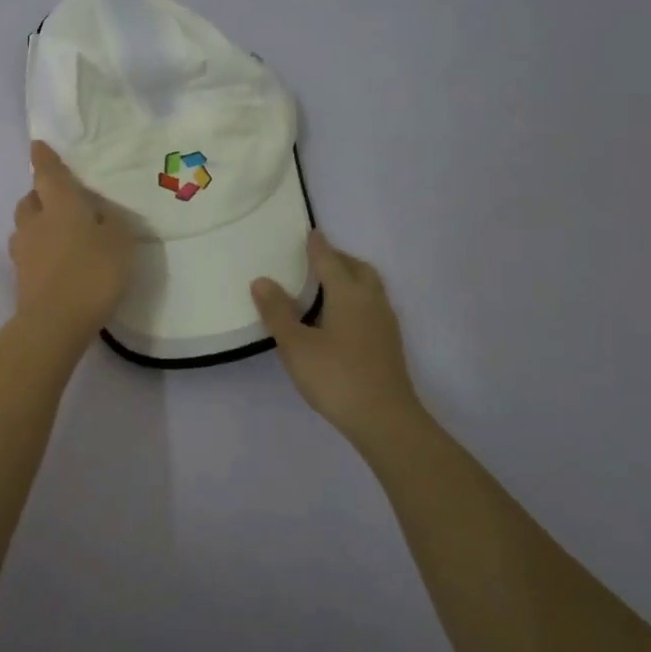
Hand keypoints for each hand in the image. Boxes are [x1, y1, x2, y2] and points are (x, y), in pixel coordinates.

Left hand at [9, 141, 134, 337]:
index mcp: (59, 204)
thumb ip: (110, 221)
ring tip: (57, 233)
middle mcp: (35, 222)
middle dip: (40, 195)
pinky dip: (39, 251)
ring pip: (25, 227)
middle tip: (59, 200)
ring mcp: (23, 251)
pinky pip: (28, 253)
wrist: (55, 322)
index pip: (47, 173)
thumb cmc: (92, 272)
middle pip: (30, 199)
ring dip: (37, 224)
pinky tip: (56, 262)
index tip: (37, 145)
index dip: (44, 158)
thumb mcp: (119, 242)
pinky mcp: (21, 277)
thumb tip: (99, 213)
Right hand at [251, 231, 428, 450]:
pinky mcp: (389, 343)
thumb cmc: (336, 377)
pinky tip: (342, 317)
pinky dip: (357, 298)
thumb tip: (261, 280)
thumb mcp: (296, 345)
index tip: (310, 232)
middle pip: (358, 268)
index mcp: (348, 294)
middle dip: (339, 259)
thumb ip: (278, 312)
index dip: (318, 246)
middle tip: (318, 259)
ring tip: (328, 285)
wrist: (385, 419)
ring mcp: (385, 323)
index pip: (330, 260)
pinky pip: (373, 305)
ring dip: (351, 277)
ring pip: (370, 287)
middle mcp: (371, 301)